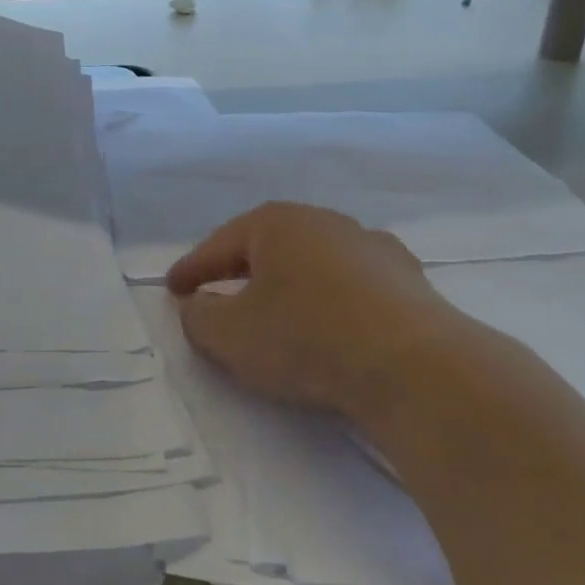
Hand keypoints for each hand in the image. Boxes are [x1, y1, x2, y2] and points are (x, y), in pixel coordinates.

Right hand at [166, 202, 469, 419]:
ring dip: (289, 282)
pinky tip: (332, 320)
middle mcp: (325, 221)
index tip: (172, 289)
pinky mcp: (405, 277)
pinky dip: (330, 298)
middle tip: (218, 293)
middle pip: (269, 244)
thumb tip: (198, 304)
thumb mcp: (231, 336)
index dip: (193, 268)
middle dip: (240, 268)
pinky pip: (351, 283)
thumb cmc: (306, 338)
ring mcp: (371, 245)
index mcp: (278, 223)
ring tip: (276, 308)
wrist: (412, 363)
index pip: (221, 243)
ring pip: (314, 261)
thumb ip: (200, 317)